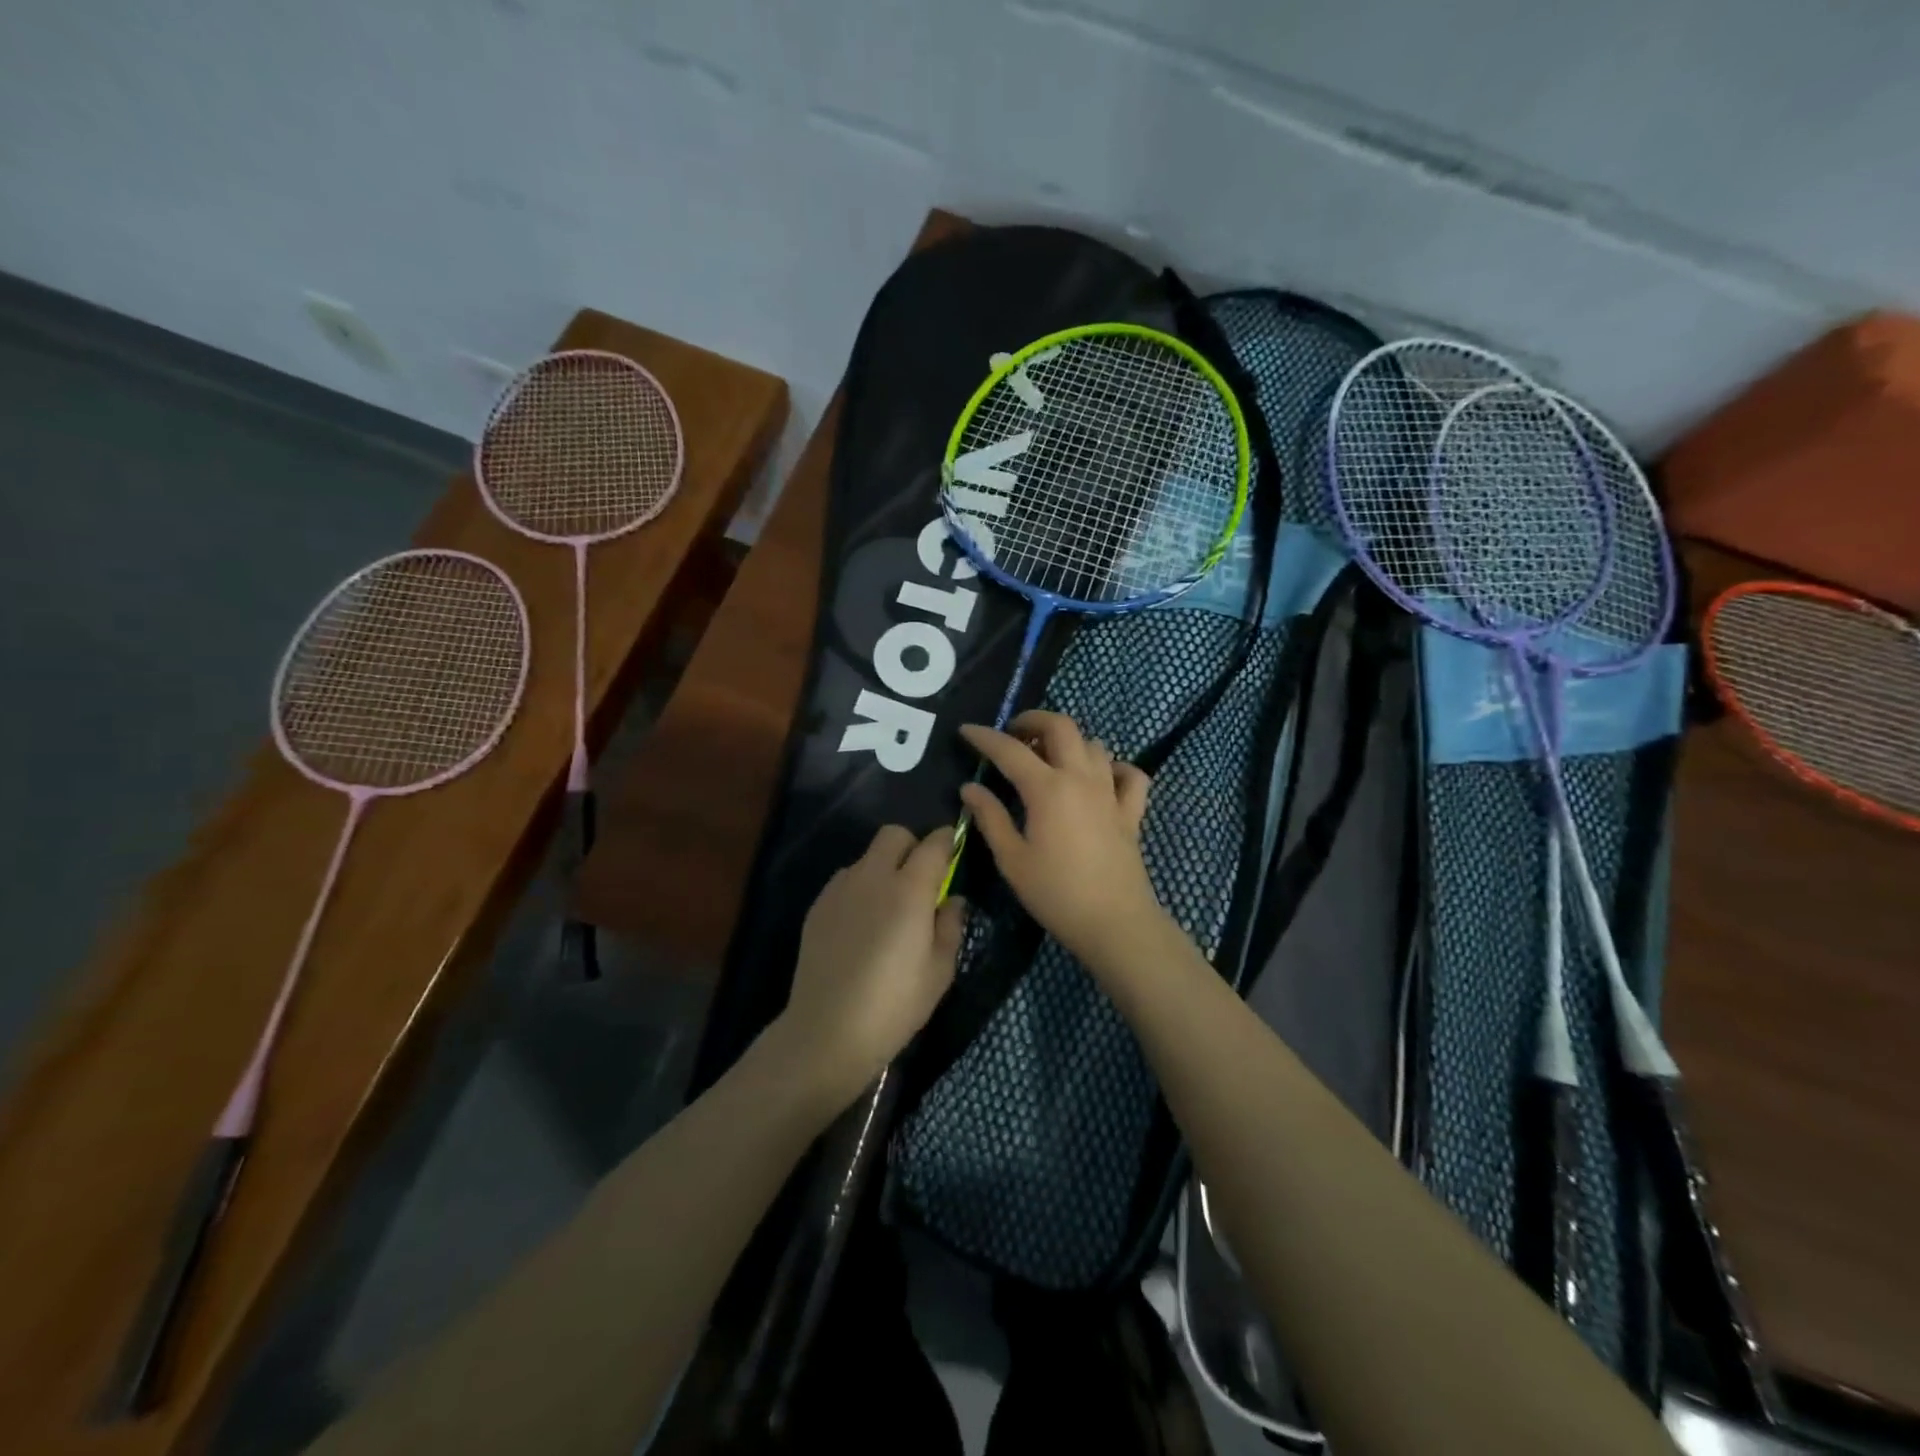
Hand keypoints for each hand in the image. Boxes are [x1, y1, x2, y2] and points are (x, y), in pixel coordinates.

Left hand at [772, 824, 965, 1110]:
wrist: (827, 1031)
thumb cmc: (894, 1005)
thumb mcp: (939, 971)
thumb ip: (951, 925)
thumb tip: (953, 899)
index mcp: (910, 890)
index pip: (933, 844)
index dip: (947, 842)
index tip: (953, 852)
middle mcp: (873, 877)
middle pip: (894, 835)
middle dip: (912, 847)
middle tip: (920, 880)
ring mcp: (840, 889)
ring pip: (867, 857)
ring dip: (883, 868)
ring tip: (887, 908)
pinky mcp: (818, 905)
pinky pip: (845, 879)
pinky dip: (859, 888)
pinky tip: (861, 925)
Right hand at [959, 711, 1163, 967]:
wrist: (1115, 923)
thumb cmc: (1056, 893)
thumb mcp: (1012, 859)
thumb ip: (990, 817)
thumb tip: (970, 787)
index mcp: (1047, 788)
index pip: (1010, 750)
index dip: (985, 737)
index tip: (966, 731)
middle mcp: (1081, 778)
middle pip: (1061, 726)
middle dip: (1033, 720)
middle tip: (1013, 734)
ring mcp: (1111, 792)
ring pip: (1094, 745)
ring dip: (1069, 742)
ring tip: (1048, 757)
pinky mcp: (1131, 812)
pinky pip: (1129, 775)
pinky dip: (1114, 768)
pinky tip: (1101, 778)